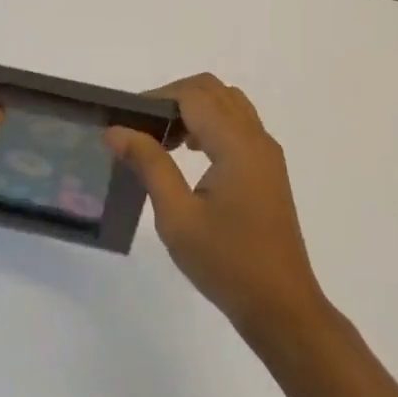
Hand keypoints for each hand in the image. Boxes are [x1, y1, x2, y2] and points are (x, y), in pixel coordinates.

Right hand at [105, 73, 325, 339]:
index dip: (157, 98)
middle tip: (142, 128)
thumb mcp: (177, 216)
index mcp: (237, 144)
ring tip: (163, 141)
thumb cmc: (226, 262)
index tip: (126, 122)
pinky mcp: (267, 170)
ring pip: (228, 105)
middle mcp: (257, 139)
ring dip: (193, 110)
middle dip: (174, 98)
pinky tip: (189, 157)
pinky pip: (238, 126)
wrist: (281, 306)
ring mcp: (266, 154)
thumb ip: (149, 164)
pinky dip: (210, 125)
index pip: (194, 94)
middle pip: (213, 90)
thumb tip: (116, 130)